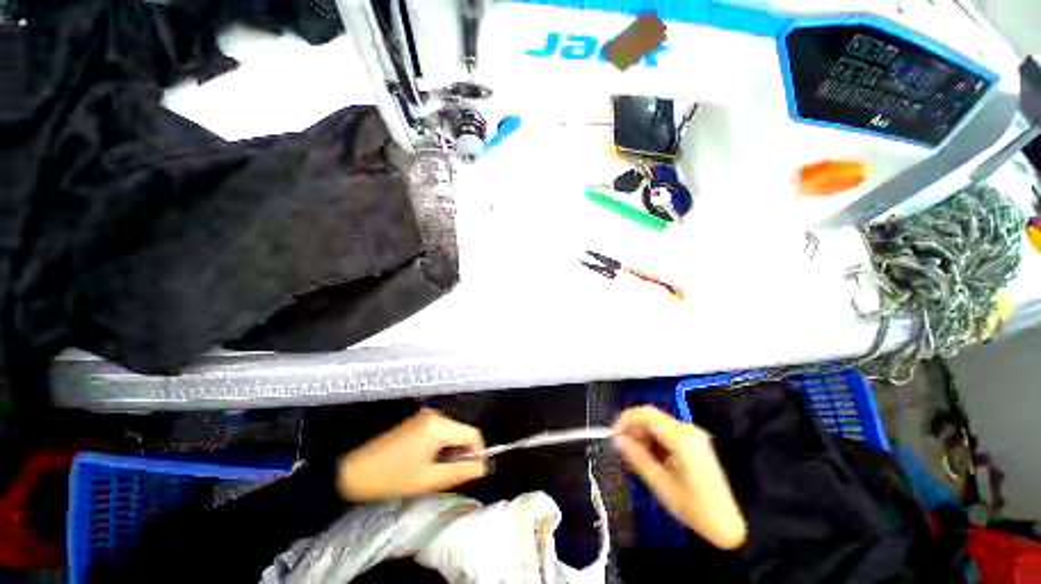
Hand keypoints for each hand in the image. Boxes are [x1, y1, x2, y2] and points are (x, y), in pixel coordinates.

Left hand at [337, 409, 486, 501]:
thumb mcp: (428, 480)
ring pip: (451, 433)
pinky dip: (439, 447)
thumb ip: (460, 472)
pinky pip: (438, 432)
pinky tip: (426, 463)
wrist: (351, 473)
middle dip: (462, 454)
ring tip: (436, 472)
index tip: (473, 472)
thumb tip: (482, 467)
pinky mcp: (416, 422)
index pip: (472, 433)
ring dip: (450, 452)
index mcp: (439, 426)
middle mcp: (435, 416)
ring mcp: (424, 417)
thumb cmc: (391, 478)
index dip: (478, 452)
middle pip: (462, 432)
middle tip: (451, 477)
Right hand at [613, 406, 746, 549]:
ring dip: (642, 436)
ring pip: (657, 425)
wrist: (729, 525)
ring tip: (634, 458)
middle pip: (651, 418)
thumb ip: (637, 458)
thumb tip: (617, 439)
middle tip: (622, 449)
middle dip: (633, 429)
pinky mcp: (693, 442)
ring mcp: (693, 435)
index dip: (626, 419)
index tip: (613, 434)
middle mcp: (688, 430)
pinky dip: (653, 442)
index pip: (647, 414)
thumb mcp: (661, 485)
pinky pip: (666, 433)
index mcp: (682, 438)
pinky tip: (649, 459)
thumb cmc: (696, 509)